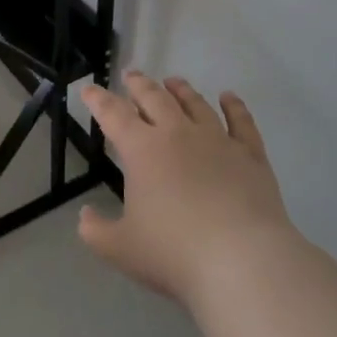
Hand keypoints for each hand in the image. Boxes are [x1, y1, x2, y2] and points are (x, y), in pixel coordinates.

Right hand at [78, 72, 297, 307]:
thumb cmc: (174, 253)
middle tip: (131, 75)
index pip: (114, 115)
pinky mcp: (250, 155)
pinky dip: (234, 106)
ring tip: (172, 81)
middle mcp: (178, 134)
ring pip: (195, 104)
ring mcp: (217, 141)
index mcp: (142, 150)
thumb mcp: (121, 248)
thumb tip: (85, 216)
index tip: (89, 89)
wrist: (242, 260)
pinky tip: (229, 97)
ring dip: (181, 90)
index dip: (98, 100)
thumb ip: (96, 230)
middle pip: (155, 99)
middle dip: (139, 85)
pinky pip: (241, 121)